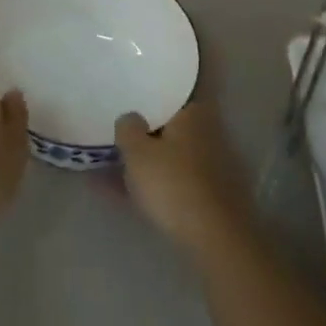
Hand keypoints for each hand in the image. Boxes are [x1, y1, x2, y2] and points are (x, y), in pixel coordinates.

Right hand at [115, 99, 252, 257]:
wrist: (214, 239)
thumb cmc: (173, 183)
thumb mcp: (137, 151)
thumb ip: (128, 128)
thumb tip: (130, 117)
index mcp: (192, 112)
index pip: (173, 89)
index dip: (153, 88)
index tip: (134, 87)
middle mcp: (205, 132)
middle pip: (169, 122)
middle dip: (145, 125)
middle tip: (118, 125)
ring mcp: (208, 164)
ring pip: (168, 152)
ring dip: (144, 157)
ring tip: (110, 161)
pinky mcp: (205, 194)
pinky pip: (170, 178)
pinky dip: (149, 181)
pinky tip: (120, 191)